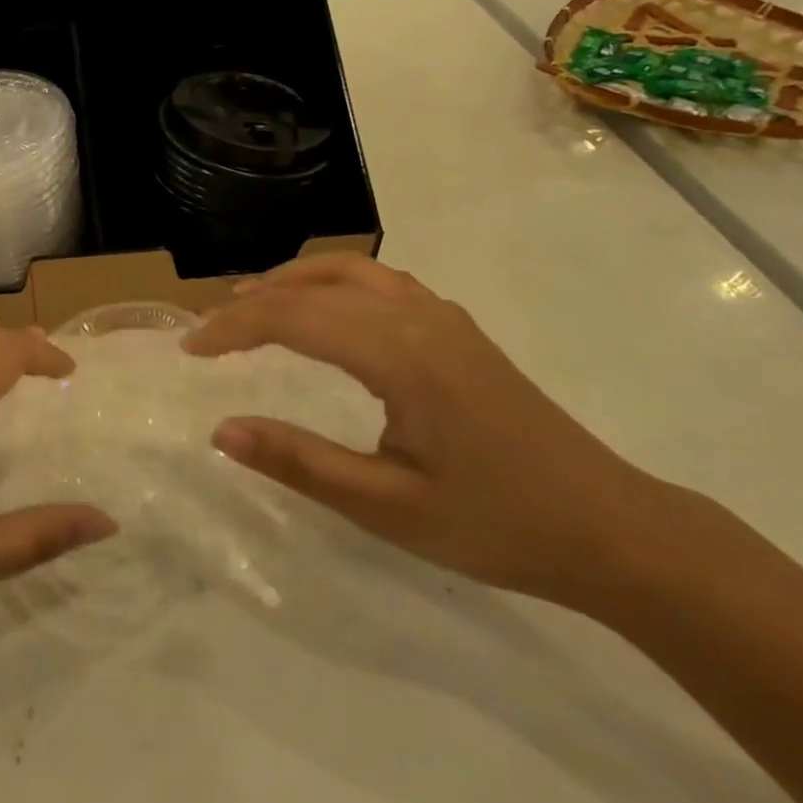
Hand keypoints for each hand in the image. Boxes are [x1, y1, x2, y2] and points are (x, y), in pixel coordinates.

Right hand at [183, 255, 669, 605]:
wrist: (612, 530)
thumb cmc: (497, 524)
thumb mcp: (388, 507)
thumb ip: (300, 463)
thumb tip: (221, 431)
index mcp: (400, 355)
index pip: (293, 318)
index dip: (233, 329)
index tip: (190, 350)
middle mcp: (418, 319)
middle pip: (314, 288)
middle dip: (253, 302)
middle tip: (208, 331)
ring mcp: (443, 318)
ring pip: (351, 272)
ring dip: (293, 281)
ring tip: (251, 301)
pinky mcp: (457, 330)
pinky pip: (380, 283)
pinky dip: (333, 283)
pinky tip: (324, 311)